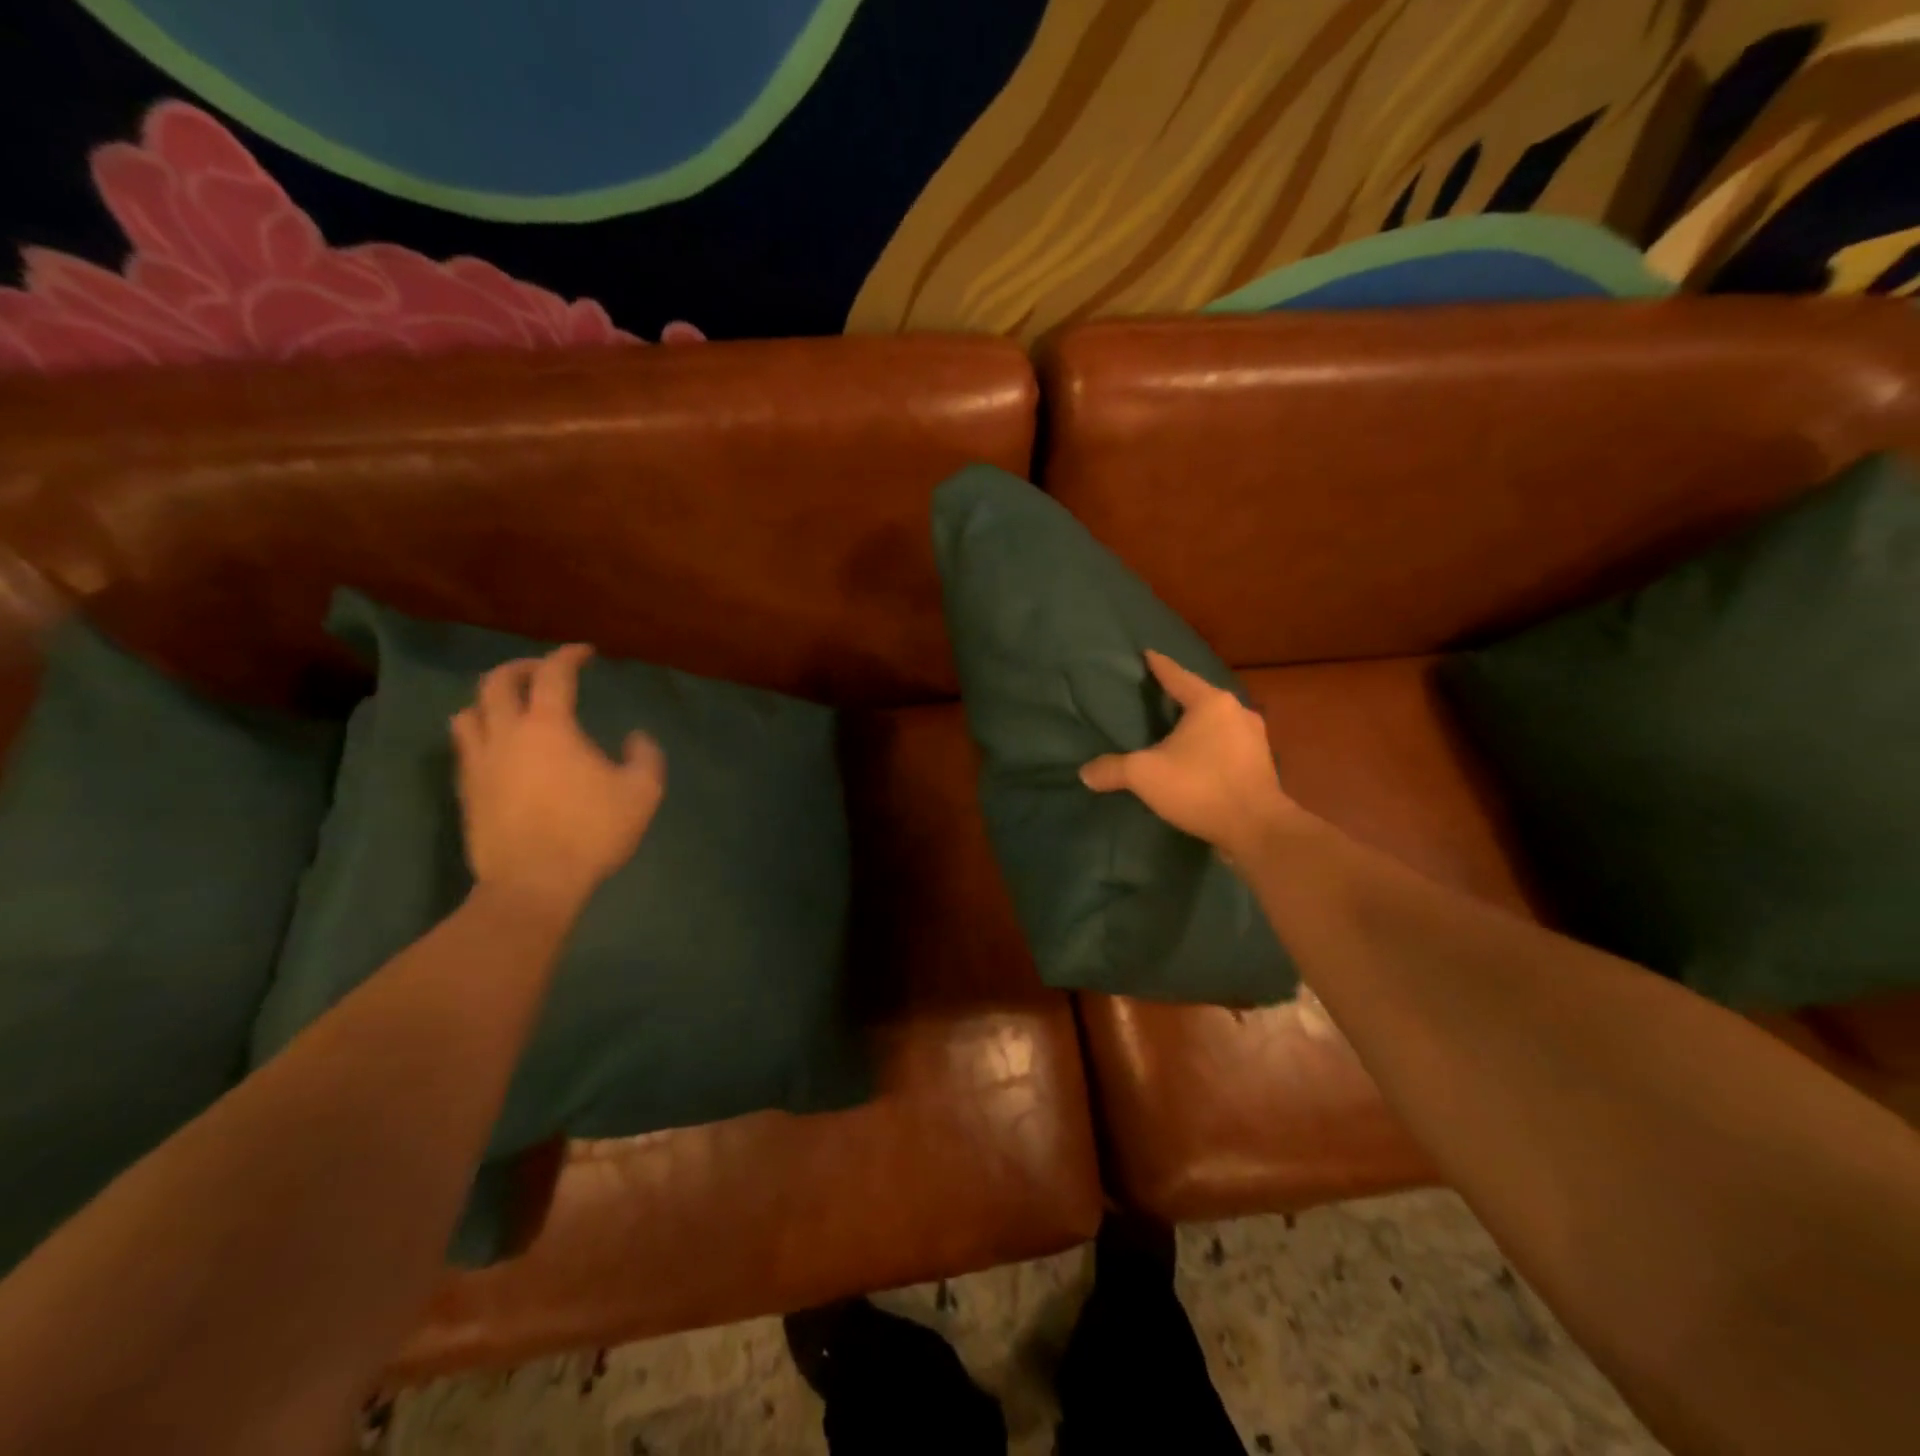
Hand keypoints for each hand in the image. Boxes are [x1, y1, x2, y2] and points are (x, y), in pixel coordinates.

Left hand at [450, 645, 664, 920]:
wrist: (533, 883)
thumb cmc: (591, 832)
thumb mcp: (642, 793)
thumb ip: (645, 756)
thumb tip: (635, 737)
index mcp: (549, 727)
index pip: (553, 674)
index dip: (569, 656)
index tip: (585, 654)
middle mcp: (506, 734)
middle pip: (497, 682)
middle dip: (521, 668)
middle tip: (544, 672)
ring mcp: (480, 763)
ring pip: (469, 712)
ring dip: (491, 700)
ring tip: (512, 708)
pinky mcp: (467, 791)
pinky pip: (465, 748)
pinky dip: (481, 734)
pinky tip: (500, 749)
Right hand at [1080, 650, 1299, 859]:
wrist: (1257, 828)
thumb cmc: (1200, 787)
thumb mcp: (1145, 775)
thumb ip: (1112, 769)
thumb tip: (1085, 772)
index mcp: (1211, 703)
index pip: (1177, 676)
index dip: (1159, 665)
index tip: (1147, 654)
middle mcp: (1237, 712)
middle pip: (1201, 697)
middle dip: (1180, 696)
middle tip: (1158, 695)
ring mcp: (1254, 739)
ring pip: (1218, 722)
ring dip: (1198, 724)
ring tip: (1177, 727)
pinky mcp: (1261, 765)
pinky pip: (1229, 745)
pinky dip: (1211, 745)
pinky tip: (1198, 757)